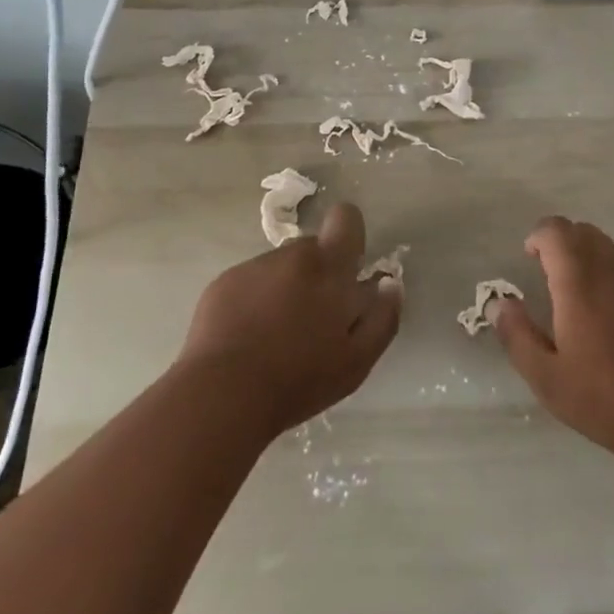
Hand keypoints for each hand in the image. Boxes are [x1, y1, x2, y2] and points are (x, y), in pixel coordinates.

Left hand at [175, 202, 401, 441]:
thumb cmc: (299, 379)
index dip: (350, 235)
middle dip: (317, 274)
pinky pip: (249, 282)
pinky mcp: (222, 283)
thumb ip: (383, 317)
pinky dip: (253, 301)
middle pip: (312, 248)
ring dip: (285, 289)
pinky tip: (247, 339)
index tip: (348, 269)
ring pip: (280, 267)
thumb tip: (390, 284)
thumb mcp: (357, 361)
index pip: (346, 218)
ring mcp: (253, 267)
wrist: (222, 395)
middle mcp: (291, 255)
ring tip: (275, 335)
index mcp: (329, 266)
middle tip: (311, 319)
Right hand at [493, 216, 613, 460]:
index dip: (539, 237)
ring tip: (588, 303)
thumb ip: (517, 334)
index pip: (555, 230)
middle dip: (565, 245)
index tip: (531, 258)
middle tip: (555, 278)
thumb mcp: (547, 377)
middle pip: (585, 233)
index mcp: (579, 278)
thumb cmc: (606, 398)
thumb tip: (498, 303)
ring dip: (595, 262)